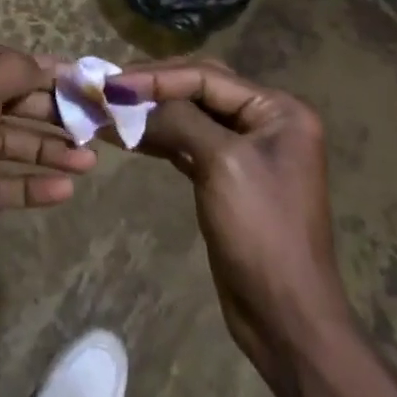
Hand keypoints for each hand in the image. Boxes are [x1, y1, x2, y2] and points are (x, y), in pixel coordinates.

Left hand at [0, 46, 95, 330]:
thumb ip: (9, 72)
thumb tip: (39, 63)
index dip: (40, 68)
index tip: (80, 80)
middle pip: (6, 102)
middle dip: (48, 113)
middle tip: (91, 125)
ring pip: (6, 144)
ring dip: (46, 151)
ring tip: (88, 163)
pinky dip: (29, 184)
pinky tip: (63, 192)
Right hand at [109, 60, 350, 371]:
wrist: (286, 320)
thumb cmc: (261, 231)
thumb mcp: (222, 164)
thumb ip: (181, 120)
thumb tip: (135, 100)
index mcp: (278, 110)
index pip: (207, 77)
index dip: (158, 77)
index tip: (113, 82)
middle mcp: (265, 121)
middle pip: (200, 89)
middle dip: (154, 88)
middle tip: (110, 89)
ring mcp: (247, 150)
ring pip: (191, 116)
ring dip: (152, 114)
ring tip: (109, 110)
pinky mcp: (227, 178)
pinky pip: (189, 144)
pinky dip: (160, 139)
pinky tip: (128, 137)